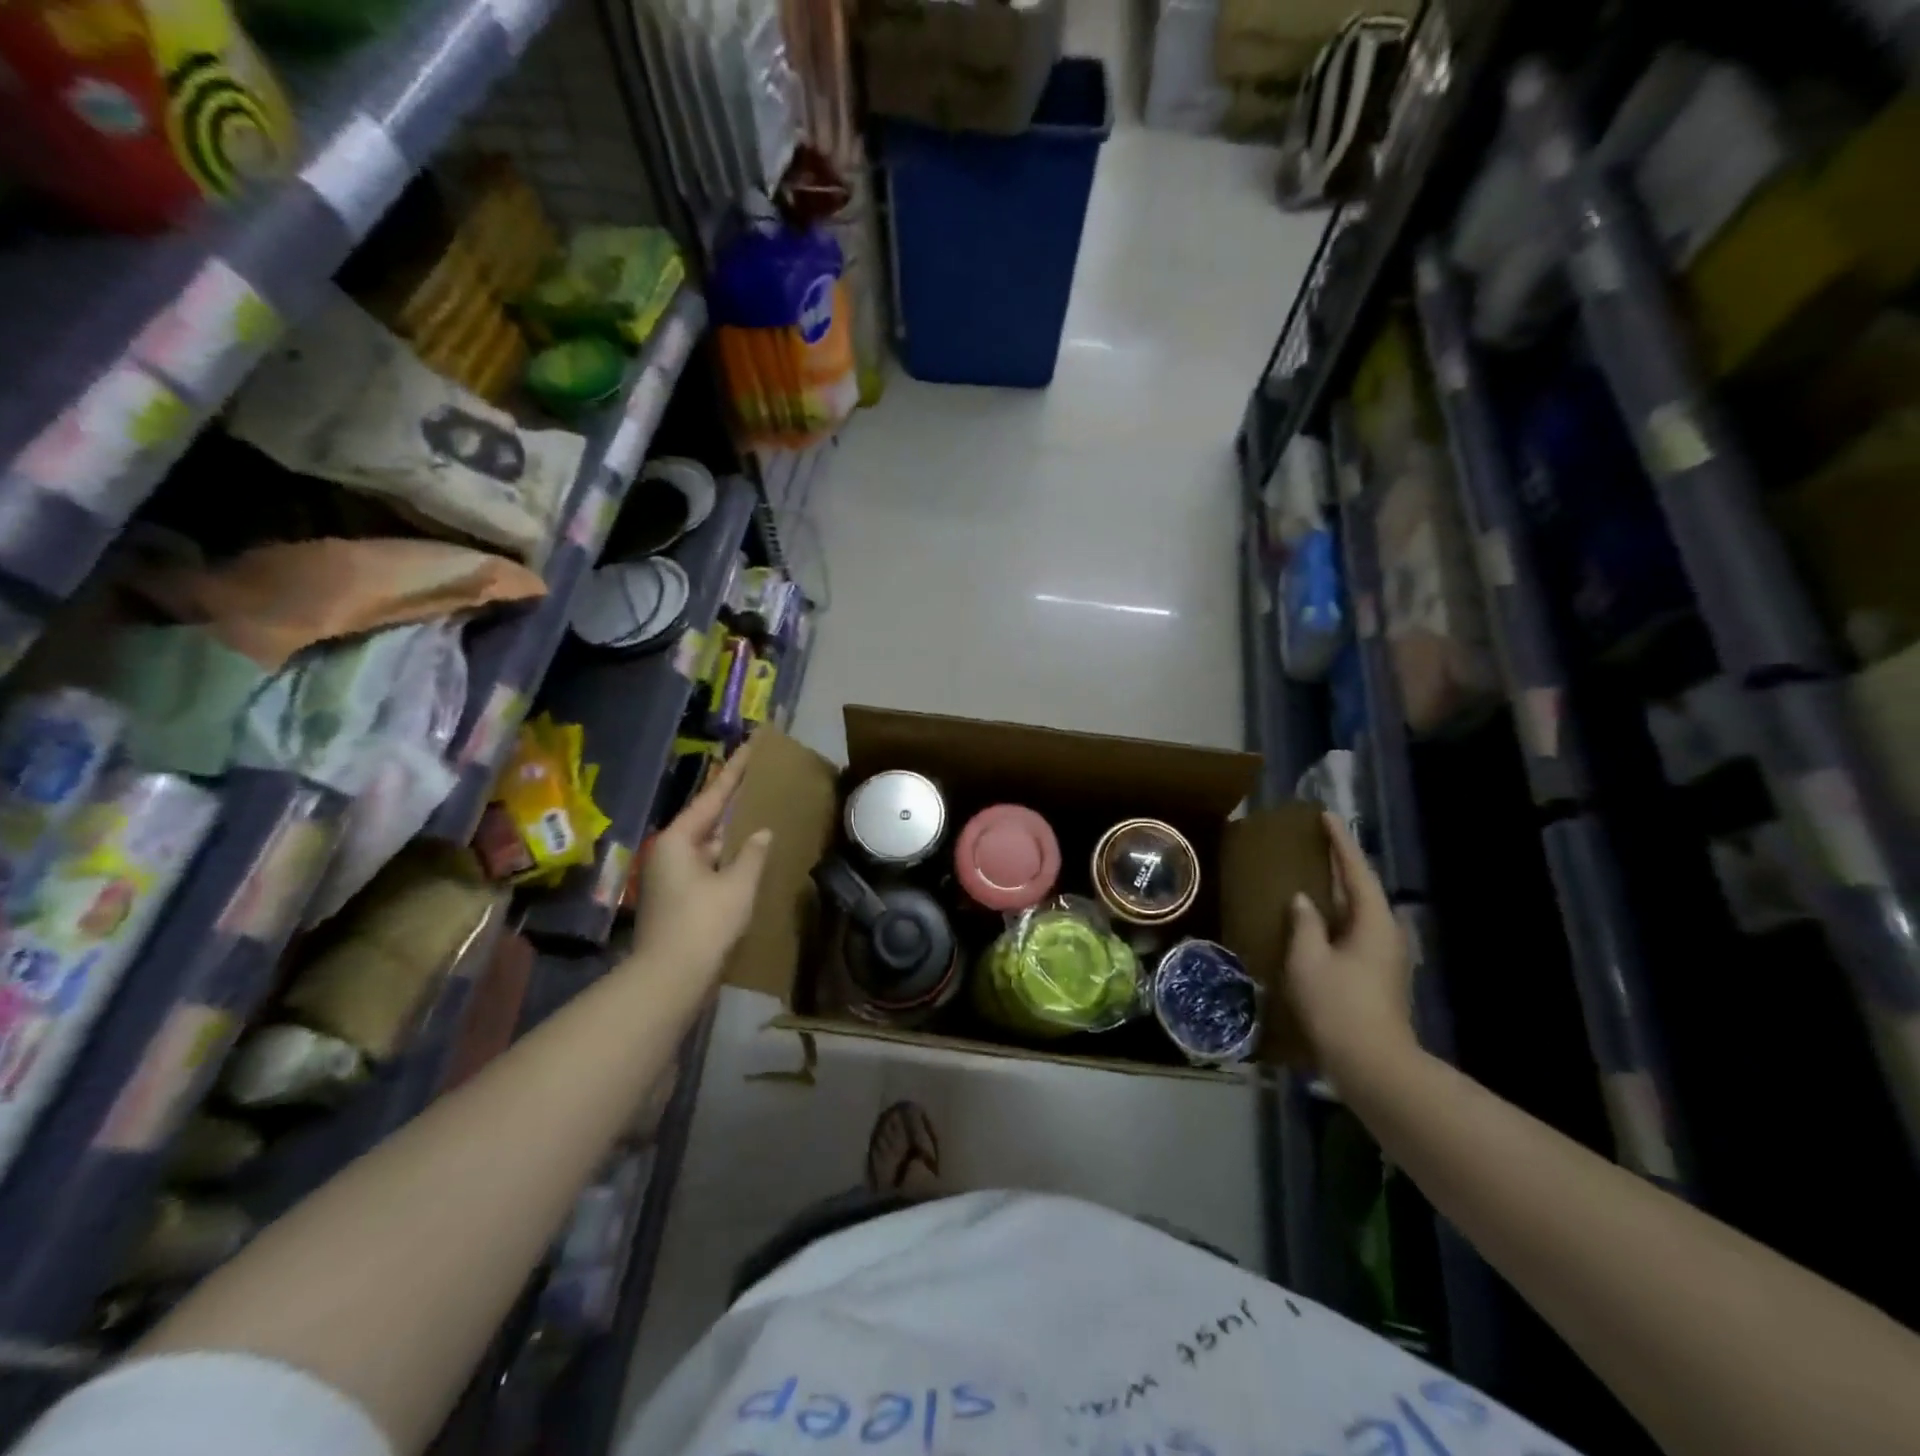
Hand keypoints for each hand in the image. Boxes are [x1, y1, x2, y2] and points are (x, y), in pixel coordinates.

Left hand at [630, 744, 772, 981]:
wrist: (670, 978)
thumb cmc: (703, 923)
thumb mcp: (737, 885)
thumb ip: (752, 854)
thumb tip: (762, 832)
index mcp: (678, 839)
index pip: (713, 795)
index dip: (736, 770)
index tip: (751, 745)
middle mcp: (670, 852)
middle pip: (708, 818)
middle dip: (734, 800)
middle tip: (760, 778)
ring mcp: (673, 876)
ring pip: (709, 844)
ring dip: (733, 832)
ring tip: (761, 811)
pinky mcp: (680, 898)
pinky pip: (709, 865)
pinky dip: (729, 857)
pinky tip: (751, 855)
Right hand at [1285, 812, 1416, 1076]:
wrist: (1372, 1063)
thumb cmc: (1337, 1004)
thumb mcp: (1308, 959)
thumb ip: (1304, 924)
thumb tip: (1303, 901)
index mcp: (1373, 921)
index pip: (1355, 870)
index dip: (1339, 842)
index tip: (1325, 816)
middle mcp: (1387, 932)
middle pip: (1362, 888)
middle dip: (1340, 864)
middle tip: (1316, 841)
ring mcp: (1386, 956)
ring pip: (1359, 911)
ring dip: (1338, 891)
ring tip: (1313, 874)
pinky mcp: (1378, 974)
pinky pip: (1355, 929)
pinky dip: (1337, 914)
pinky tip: (1317, 918)